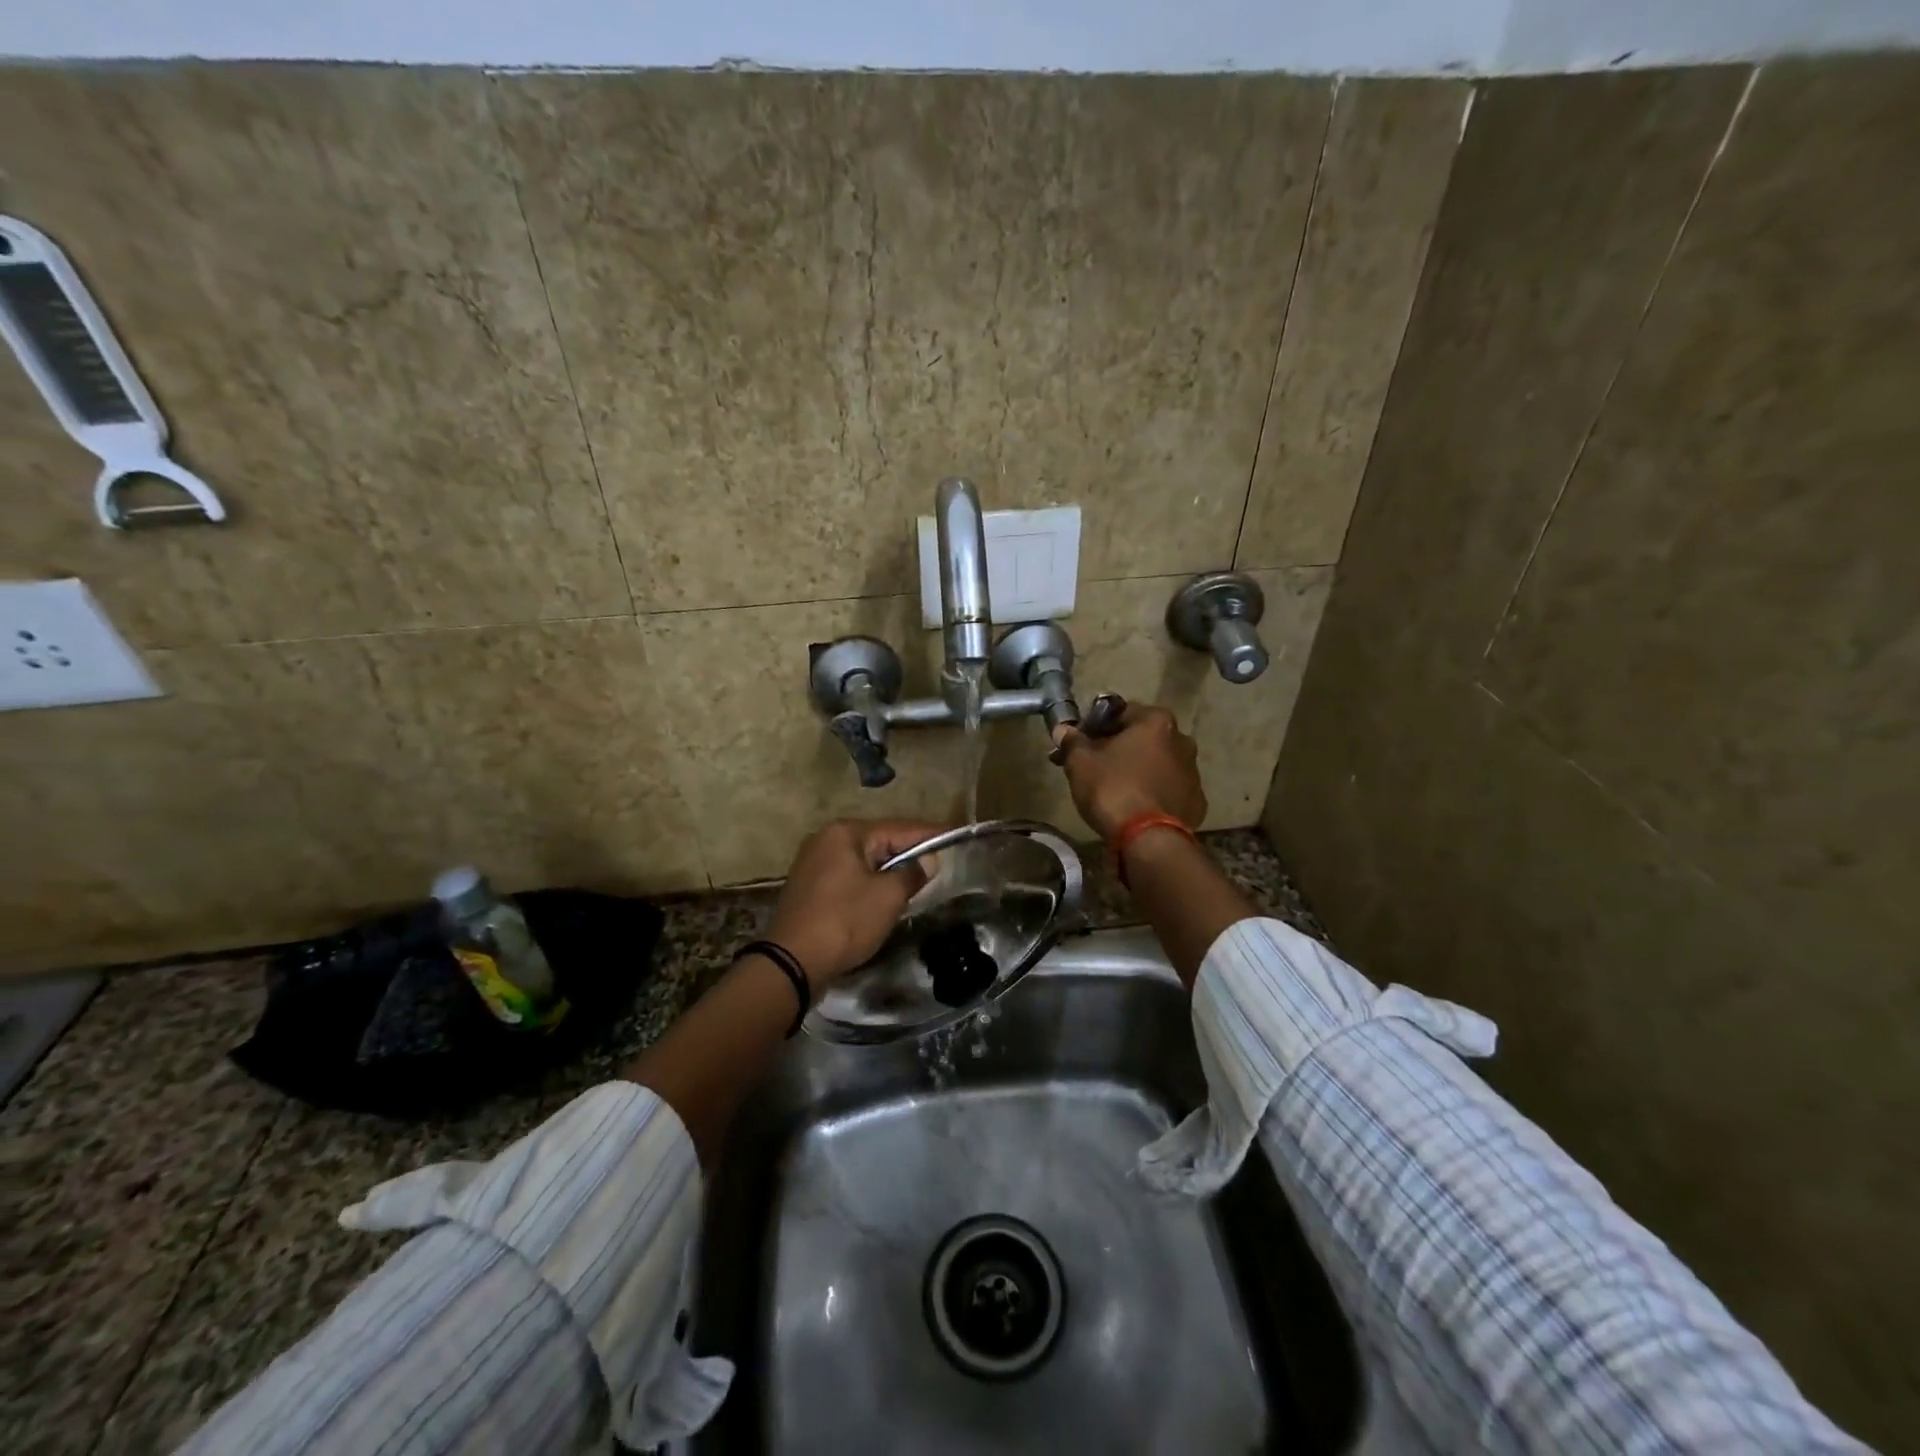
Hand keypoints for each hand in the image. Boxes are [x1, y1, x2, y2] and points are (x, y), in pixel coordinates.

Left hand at [766, 819, 945, 990]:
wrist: (791, 963)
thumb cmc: (844, 921)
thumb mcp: (887, 897)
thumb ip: (911, 874)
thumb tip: (927, 861)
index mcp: (845, 833)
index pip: (898, 828)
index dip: (929, 834)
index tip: (955, 834)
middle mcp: (826, 840)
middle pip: (879, 841)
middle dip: (909, 851)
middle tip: (940, 860)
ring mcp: (814, 863)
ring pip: (864, 860)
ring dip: (889, 869)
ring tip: (918, 878)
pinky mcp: (809, 887)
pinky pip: (849, 876)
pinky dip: (870, 882)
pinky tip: (885, 894)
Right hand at [1052, 702, 1206, 840]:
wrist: (1148, 840)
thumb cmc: (1113, 789)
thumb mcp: (1081, 763)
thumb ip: (1072, 742)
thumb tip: (1063, 729)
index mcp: (1156, 722)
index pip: (1121, 712)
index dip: (1096, 726)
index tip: (1080, 743)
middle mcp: (1181, 740)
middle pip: (1143, 738)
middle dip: (1119, 747)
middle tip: (1095, 765)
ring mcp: (1193, 773)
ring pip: (1158, 764)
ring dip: (1139, 770)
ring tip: (1114, 789)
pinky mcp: (1196, 802)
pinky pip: (1168, 790)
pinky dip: (1153, 793)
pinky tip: (1135, 808)